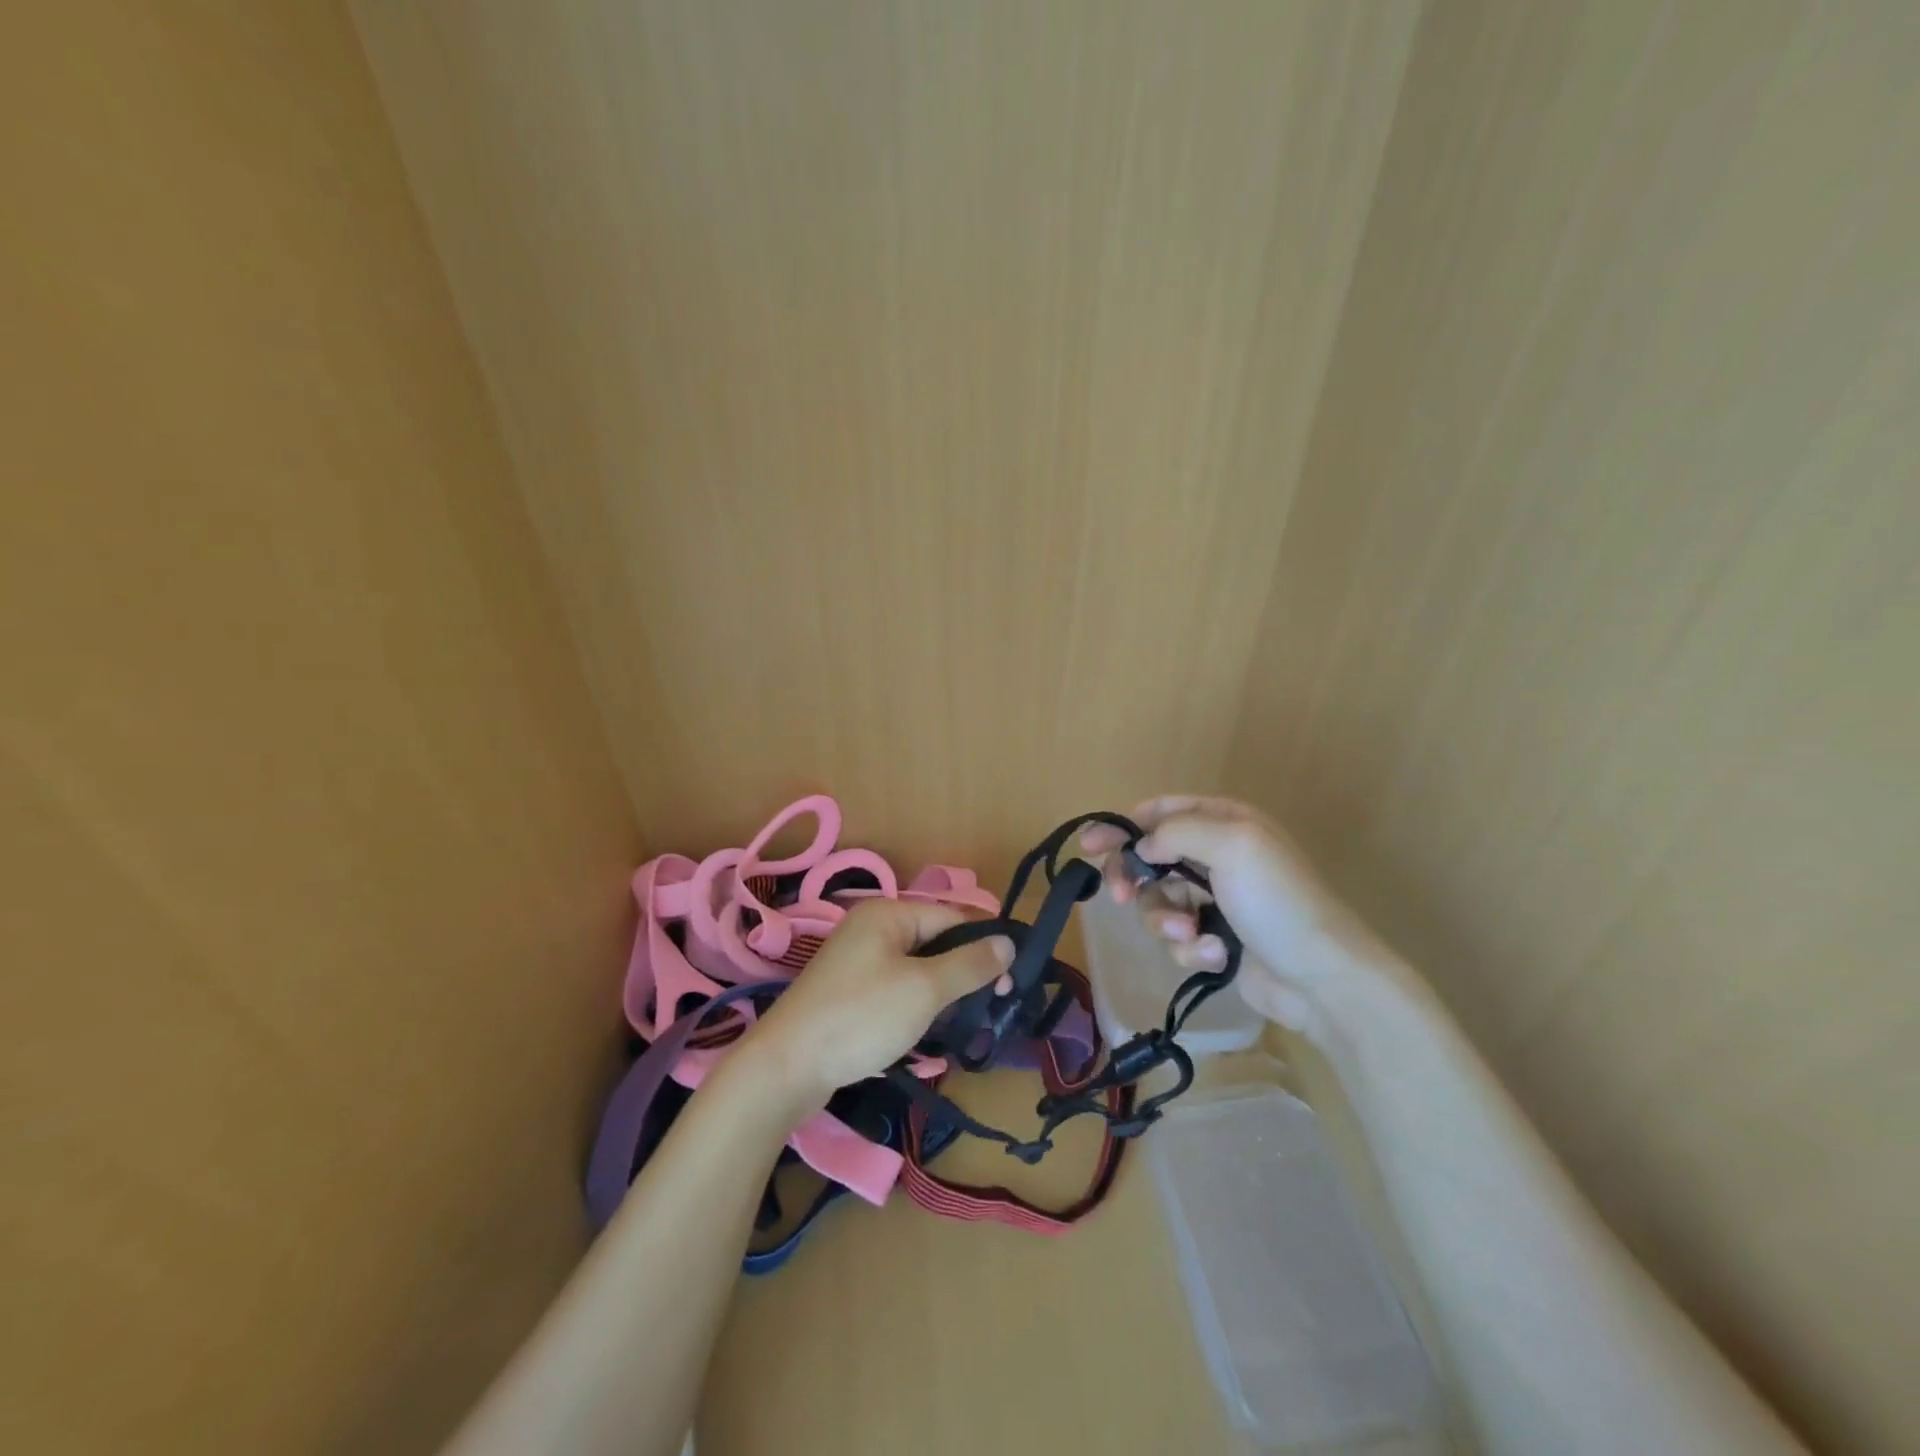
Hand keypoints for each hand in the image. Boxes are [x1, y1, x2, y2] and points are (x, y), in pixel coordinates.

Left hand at [740, 898, 1011, 1112]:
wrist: (785, 1067)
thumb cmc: (860, 1017)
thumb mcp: (924, 989)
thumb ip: (969, 964)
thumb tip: (1008, 942)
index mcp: (889, 913)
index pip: (952, 915)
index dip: (986, 942)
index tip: (1015, 977)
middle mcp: (872, 928)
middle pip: (936, 940)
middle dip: (967, 969)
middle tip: (997, 1003)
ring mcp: (858, 961)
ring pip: (919, 967)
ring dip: (946, 990)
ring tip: (973, 1019)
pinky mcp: (851, 992)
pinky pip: (898, 987)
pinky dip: (920, 1004)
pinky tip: (935, 1028)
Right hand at [1080, 795, 1342, 1033]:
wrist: (1320, 978)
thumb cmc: (1277, 901)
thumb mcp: (1232, 845)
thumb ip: (1176, 832)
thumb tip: (1142, 847)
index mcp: (1223, 822)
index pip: (1160, 812)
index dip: (1122, 826)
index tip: (1090, 846)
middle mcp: (1216, 855)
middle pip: (1149, 858)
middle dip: (1135, 878)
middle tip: (1122, 897)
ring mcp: (1215, 900)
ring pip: (1158, 901)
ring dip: (1166, 919)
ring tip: (1190, 933)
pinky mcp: (1213, 939)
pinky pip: (1176, 936)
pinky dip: (1189, 947)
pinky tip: (1215, 955)